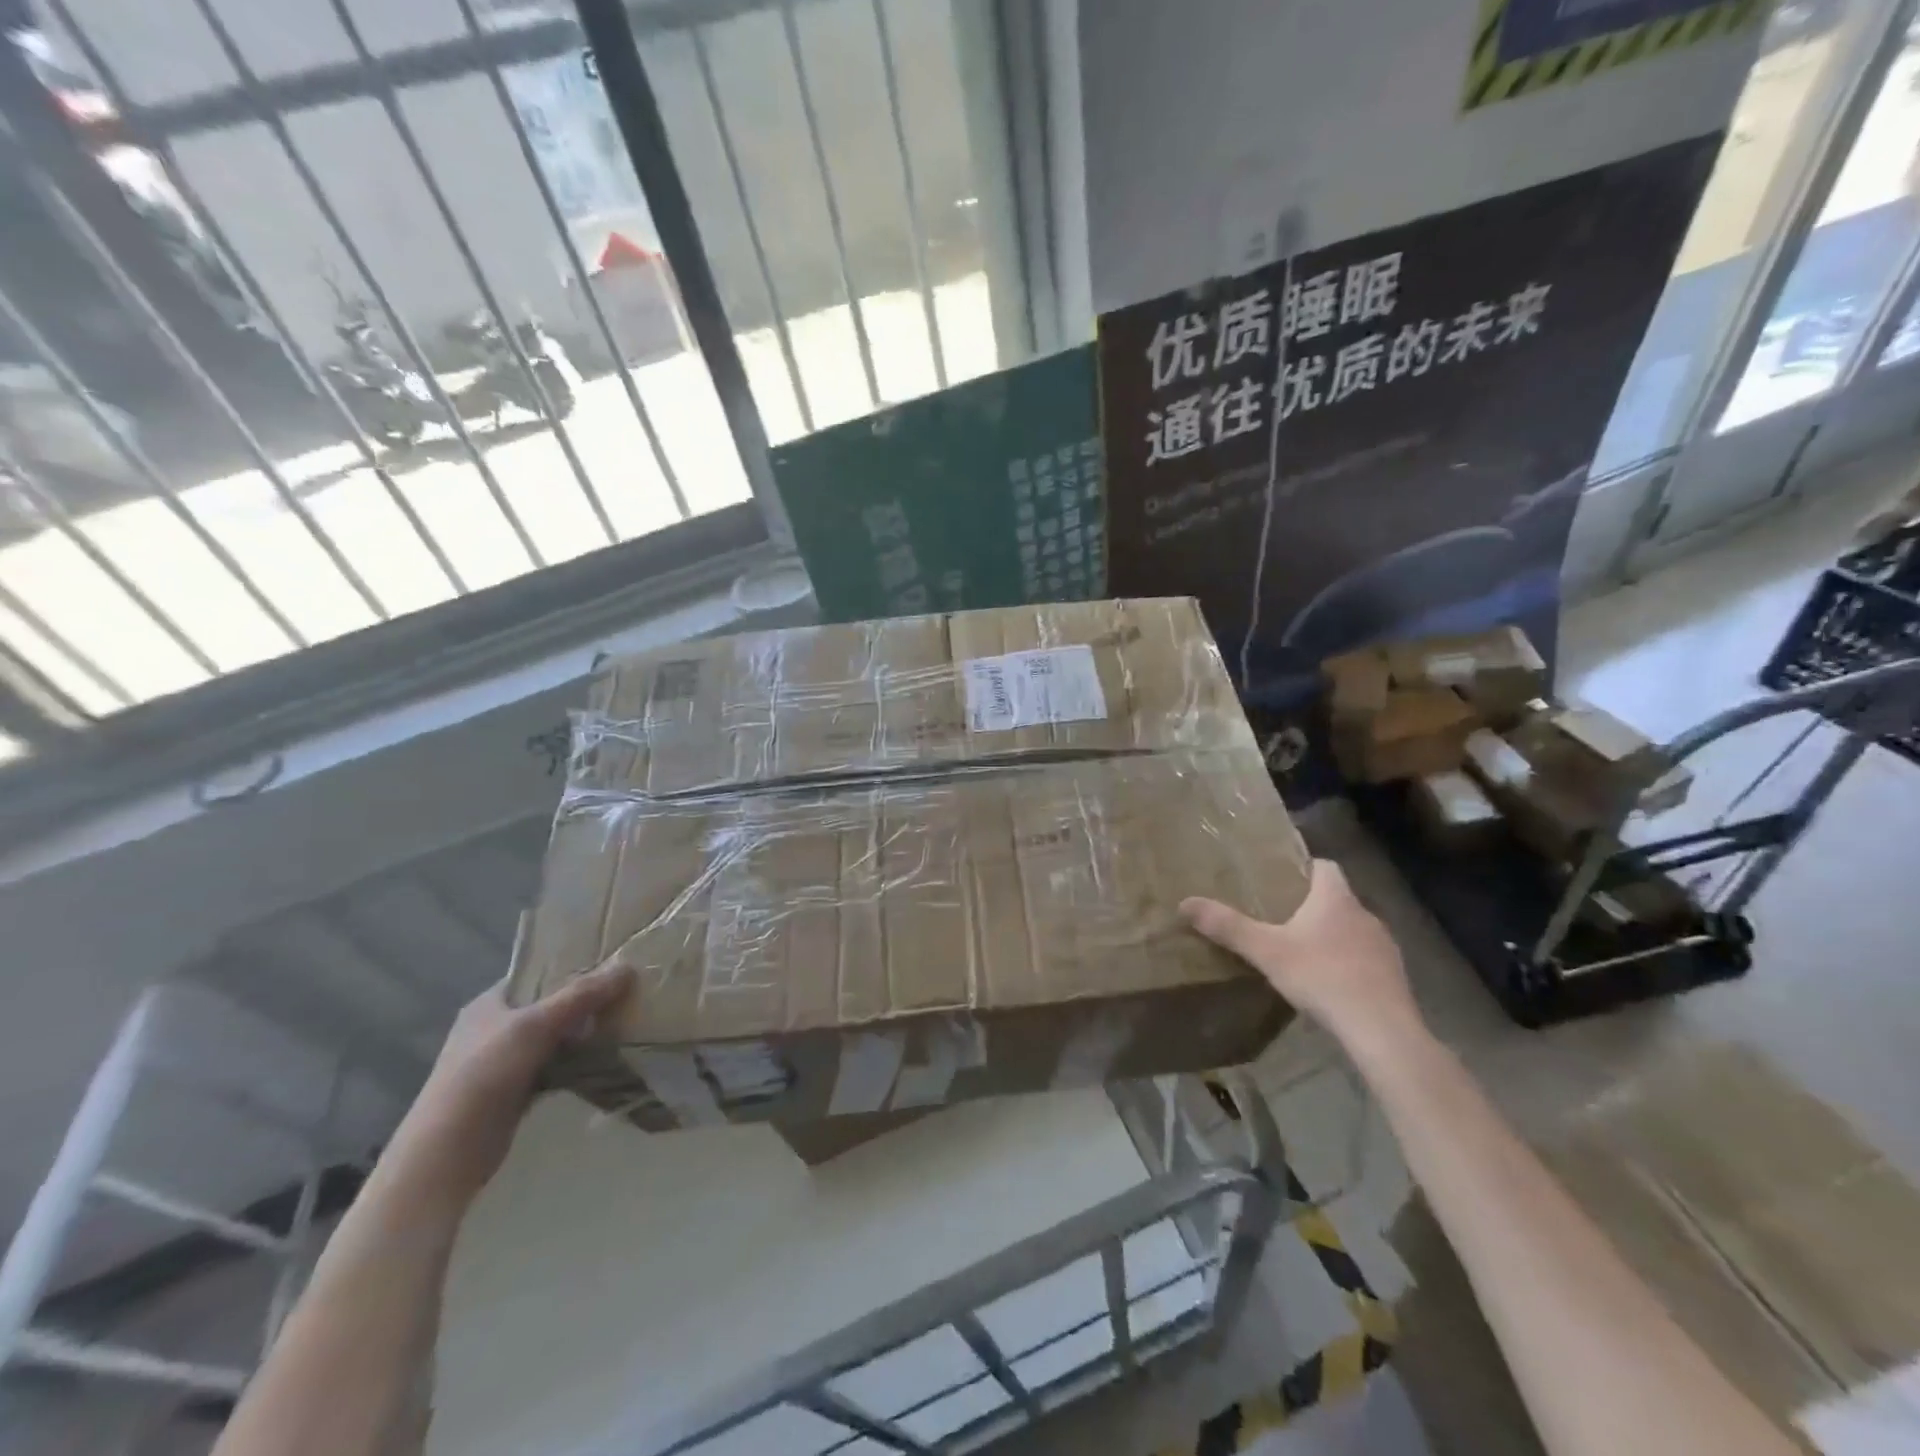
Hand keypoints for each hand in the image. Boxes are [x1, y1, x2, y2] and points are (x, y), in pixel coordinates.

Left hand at [377, 965, 632, 1218]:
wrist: (447, 1153)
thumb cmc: (484, 1075)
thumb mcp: (535, 1025)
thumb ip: (580, 996)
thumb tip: (627, 967)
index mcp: (489, 1004)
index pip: (536, 974)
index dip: (570, 966)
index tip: (609, 963)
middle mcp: (495, 1029)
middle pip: (549, 1006)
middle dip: (584, 1002)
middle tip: (626, 992)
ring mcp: (504, 1063)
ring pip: (555, 1038)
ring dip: (584, 1034)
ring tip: (625, 1021)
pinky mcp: (516, 1092)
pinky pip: (556, 1067)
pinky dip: (578, 1063)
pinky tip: (607, 1058)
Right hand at [1181, 860, 1421, 1053]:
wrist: (1382, 1030)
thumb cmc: (1322, 977)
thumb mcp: (1266, 951)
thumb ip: (1228, 926)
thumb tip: (1184, 903)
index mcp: (1335, 899)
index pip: (1326, 866)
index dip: (1306, 868)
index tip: (1282, 879)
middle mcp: (1365, 915)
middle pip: (1337, 899)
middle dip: (1312, 906)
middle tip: (1280, 918)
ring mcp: (1385, 947)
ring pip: (1353, 930)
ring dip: (1331, 936)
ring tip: (1302, 952)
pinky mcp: (1394, 977)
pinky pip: (1365, 959)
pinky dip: (1348, 964)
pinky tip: (1328, 984)